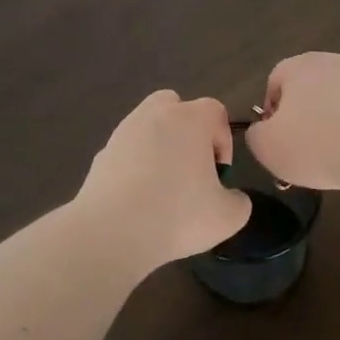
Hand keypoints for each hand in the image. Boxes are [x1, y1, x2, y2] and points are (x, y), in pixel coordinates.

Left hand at [75, 90, 252, 269]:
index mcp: (190, 120)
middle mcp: (154, 115)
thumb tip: (231, 197)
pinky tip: (138, 198)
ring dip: (159, 146)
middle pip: (175, 105)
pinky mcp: (100, 155)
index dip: (224, 140)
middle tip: (192, 166)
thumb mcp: (228, 217)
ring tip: (164, 186)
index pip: (215, 111)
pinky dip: (135, 166)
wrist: (112, 233)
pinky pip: (126, 151)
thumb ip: (239, 201)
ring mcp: (123, 133)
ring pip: (147, 126)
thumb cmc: (178, 216)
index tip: (220, 173)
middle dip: (188, 130)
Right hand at [245, 53, 339, 192]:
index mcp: (298, 66)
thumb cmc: (318, 145)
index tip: (278, 143)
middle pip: (306, 91)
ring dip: (330, 125)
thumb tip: (263, 130)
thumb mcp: (267, 147)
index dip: (270, 115)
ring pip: (335, 103)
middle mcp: (331, 62)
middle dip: (302, 120)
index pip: (274, 83)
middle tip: (303, 153)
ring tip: (333, 158)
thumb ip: (255, 135)